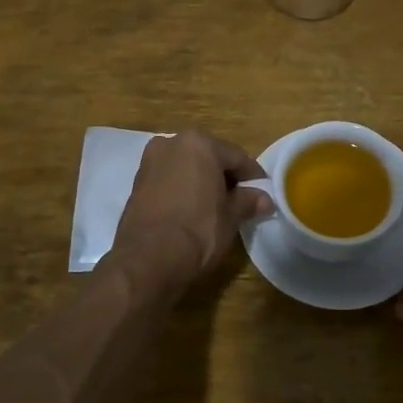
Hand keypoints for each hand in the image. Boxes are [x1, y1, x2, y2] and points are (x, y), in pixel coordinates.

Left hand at [114, 131, 271, 277]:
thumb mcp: (231, 216)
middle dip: (225, 176)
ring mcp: (151, 161)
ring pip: (186, 166)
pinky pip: (169, 179)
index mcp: (200, 143)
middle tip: (240, 200)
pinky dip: (182, 188)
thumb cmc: (198, 230)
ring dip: (201, 181)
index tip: (263, 193)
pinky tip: (190, 209)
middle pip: (209, 156)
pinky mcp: (137, 181)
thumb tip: (265, 199)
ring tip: (215, 206)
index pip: (237, 157)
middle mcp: (172, 142)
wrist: (148, 259)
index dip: (253, 176)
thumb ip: (248, 201)